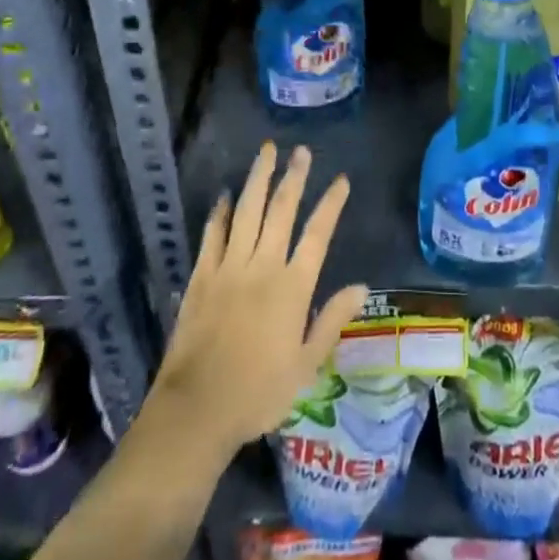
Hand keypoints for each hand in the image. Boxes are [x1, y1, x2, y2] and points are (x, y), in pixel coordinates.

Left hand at [149, 144, 369, 465]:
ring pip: (246, 212)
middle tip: (301, 150)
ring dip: (258, 179)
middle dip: (293, 177)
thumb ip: (332, 320)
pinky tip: (225, 195)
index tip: (341, 180)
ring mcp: (228, 267)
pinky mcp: (202, 276)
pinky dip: (220, 212)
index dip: (330, 204)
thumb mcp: (306, 365)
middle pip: (281, 211)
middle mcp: (262, 267)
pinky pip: (213, 234)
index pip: (317, 234)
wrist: (196, 409)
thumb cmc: (259, 393)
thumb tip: (361, 286)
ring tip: (267, 152)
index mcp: (292, 288)